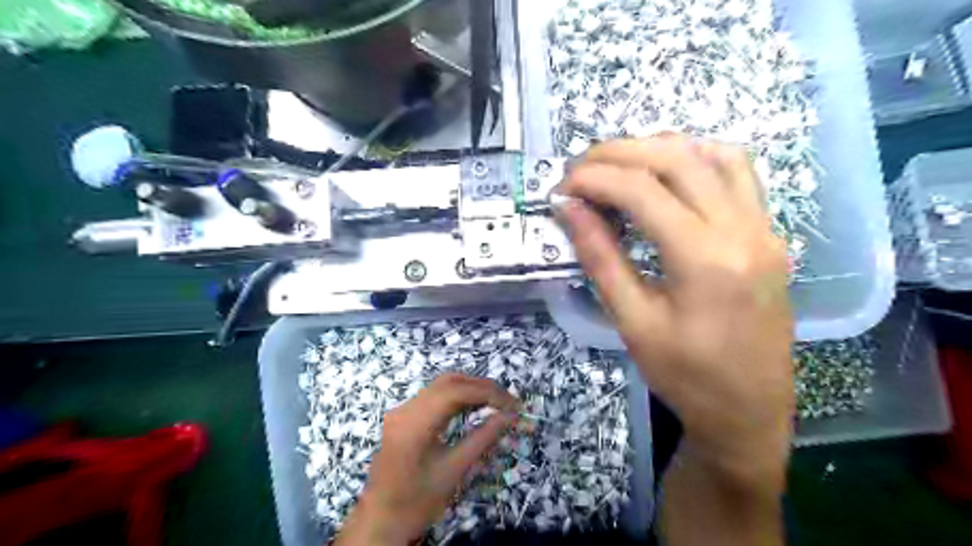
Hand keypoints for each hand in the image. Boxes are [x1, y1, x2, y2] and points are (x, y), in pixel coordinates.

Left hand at [337, 374, 519, 545]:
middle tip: (507, 401)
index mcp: (415, 422)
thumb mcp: (454, 470)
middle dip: (481, 386)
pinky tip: (473, 406)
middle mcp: (406, 408)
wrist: (379, 522)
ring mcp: (402, 410)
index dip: (488, 392)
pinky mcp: (403, 416)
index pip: (456, 391)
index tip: (513, 404)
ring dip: (470, 388)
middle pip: (449, 381)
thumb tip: (509, 416)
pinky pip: (434, 396)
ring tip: (495, 402)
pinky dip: (457, 396)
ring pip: (441, 385)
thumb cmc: (416, 501)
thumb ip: (483, 438)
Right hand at [559, 135, 791, 481]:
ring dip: (658, 148)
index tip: (561, 186)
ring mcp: (763, 227)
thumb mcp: (633, 322)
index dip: (595, 179)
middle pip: (677, 158)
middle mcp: (742, 229)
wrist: (750, 409)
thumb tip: (568, 209)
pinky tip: (668, 173)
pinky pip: (738, 172)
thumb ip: (600, 258)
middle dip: (619, 153)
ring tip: (617, 166)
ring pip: (712, 154)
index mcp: (706, 259)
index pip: (643, 190)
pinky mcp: (768, 232)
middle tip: (580, 167)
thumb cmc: (685, 376)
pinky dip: (696, 158)